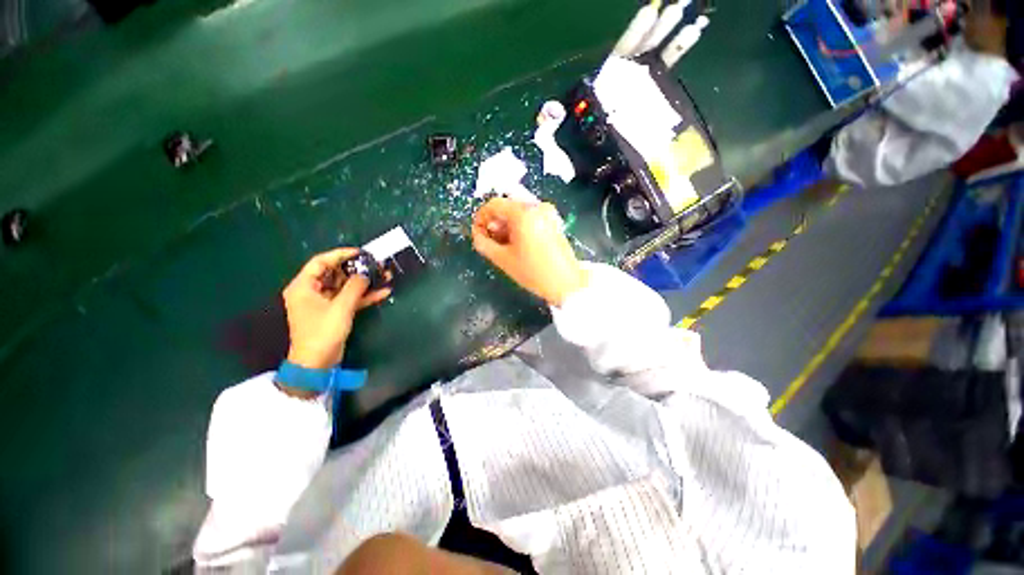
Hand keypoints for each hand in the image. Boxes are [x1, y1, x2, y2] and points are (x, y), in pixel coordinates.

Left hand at [282, 248, 390, 370]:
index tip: (361, 253)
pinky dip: (364, 296)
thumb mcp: (340, 307)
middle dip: (357, 269)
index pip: (321, 262)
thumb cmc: (323, 332)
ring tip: (384, 276)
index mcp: (304, 286)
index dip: (341, 255)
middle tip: (376, 265)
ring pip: (345, 286)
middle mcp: (312, 292)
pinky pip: (350, 299)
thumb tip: (365, 274)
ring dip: (364, 283)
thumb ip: (354, 287)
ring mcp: (324, 303)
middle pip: (335, 273)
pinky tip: (383, 292)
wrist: (317, 363)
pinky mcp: (334, 313)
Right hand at [472, 198, 588, 306]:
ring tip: (504, 245)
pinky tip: (517, 244)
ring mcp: (548, 213)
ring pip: (518, 212)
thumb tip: (477, 234)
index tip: (478, 233)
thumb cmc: (533, 272)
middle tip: (490, 241)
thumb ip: (483, 243)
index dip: (481, 217)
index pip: (494, 204)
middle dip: (494, 223)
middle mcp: (537, 207)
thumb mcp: (502, 259)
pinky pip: (529, 217)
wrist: (566, 283)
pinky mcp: (553, 221)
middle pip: (507, 207)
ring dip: (506, 225)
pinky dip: (519, 226)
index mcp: (524, 213)